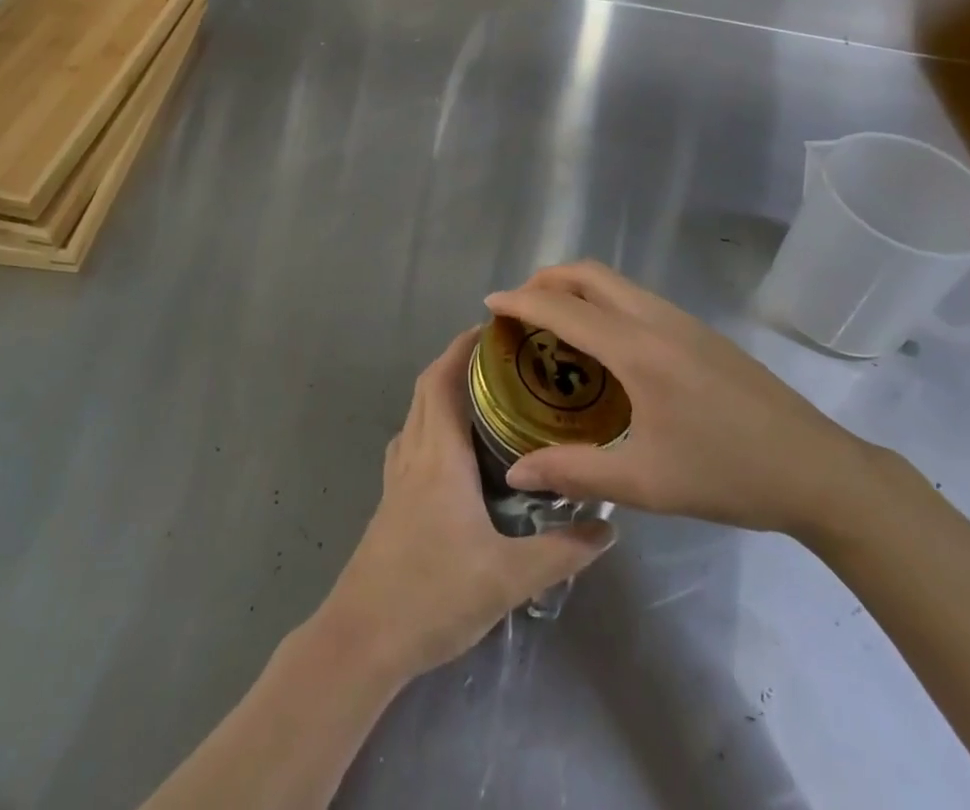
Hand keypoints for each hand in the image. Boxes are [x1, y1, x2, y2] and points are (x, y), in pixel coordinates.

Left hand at [314, 327, 614, 682]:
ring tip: (483, 397)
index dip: (462, 348)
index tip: (492, 330)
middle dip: (456, 363)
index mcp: (438, 456)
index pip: (442, 380)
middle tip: (499, 360)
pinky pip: (412, 443)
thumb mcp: (507, 578)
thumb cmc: (432, 595)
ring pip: (416, 415)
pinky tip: (455, 454)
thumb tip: (607, 528)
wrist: (363, 639)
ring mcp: (396, 478)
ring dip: (441, 393)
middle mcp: (413, 454)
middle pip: (426, 389)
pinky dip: (431, 426)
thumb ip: (560, 552)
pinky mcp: (391, 502)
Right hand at [485, 262, 881, 539]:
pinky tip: (604, 345)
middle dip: (546, 281)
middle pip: (588, 273)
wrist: (819, 471)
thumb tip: (516, 473)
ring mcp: (682, 320)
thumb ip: (575, 473)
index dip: (521, 302)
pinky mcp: (699, 331)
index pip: (564, 309)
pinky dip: (602, 300)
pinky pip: (635, 297)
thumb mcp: (646, 484)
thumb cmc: (728, 475)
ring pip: (614, 281)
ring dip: (576, 288)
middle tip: (520, 310)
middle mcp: (656, 319)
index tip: (489, 305)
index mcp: (638, 349)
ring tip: (554, 325)